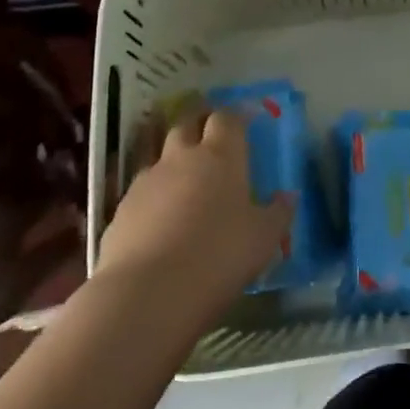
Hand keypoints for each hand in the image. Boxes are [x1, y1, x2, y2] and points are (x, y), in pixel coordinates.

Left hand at [93, 106, 293, 327]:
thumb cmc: (219, 256)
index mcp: (221, 156)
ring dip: (174, 160)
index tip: (247, 118)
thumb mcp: (264, 238)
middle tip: (211, 132)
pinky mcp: (121, 210)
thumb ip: (278, 212)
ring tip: (185, 180)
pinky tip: (160, 219)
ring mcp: (147, 182)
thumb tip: (288, 196)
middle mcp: (181, 158)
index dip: (237, 115)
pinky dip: (154, 196)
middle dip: (199, 122)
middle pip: (187, 124)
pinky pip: (142, 191)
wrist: (148, 293)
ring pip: (161, 156)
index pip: (227, 118)